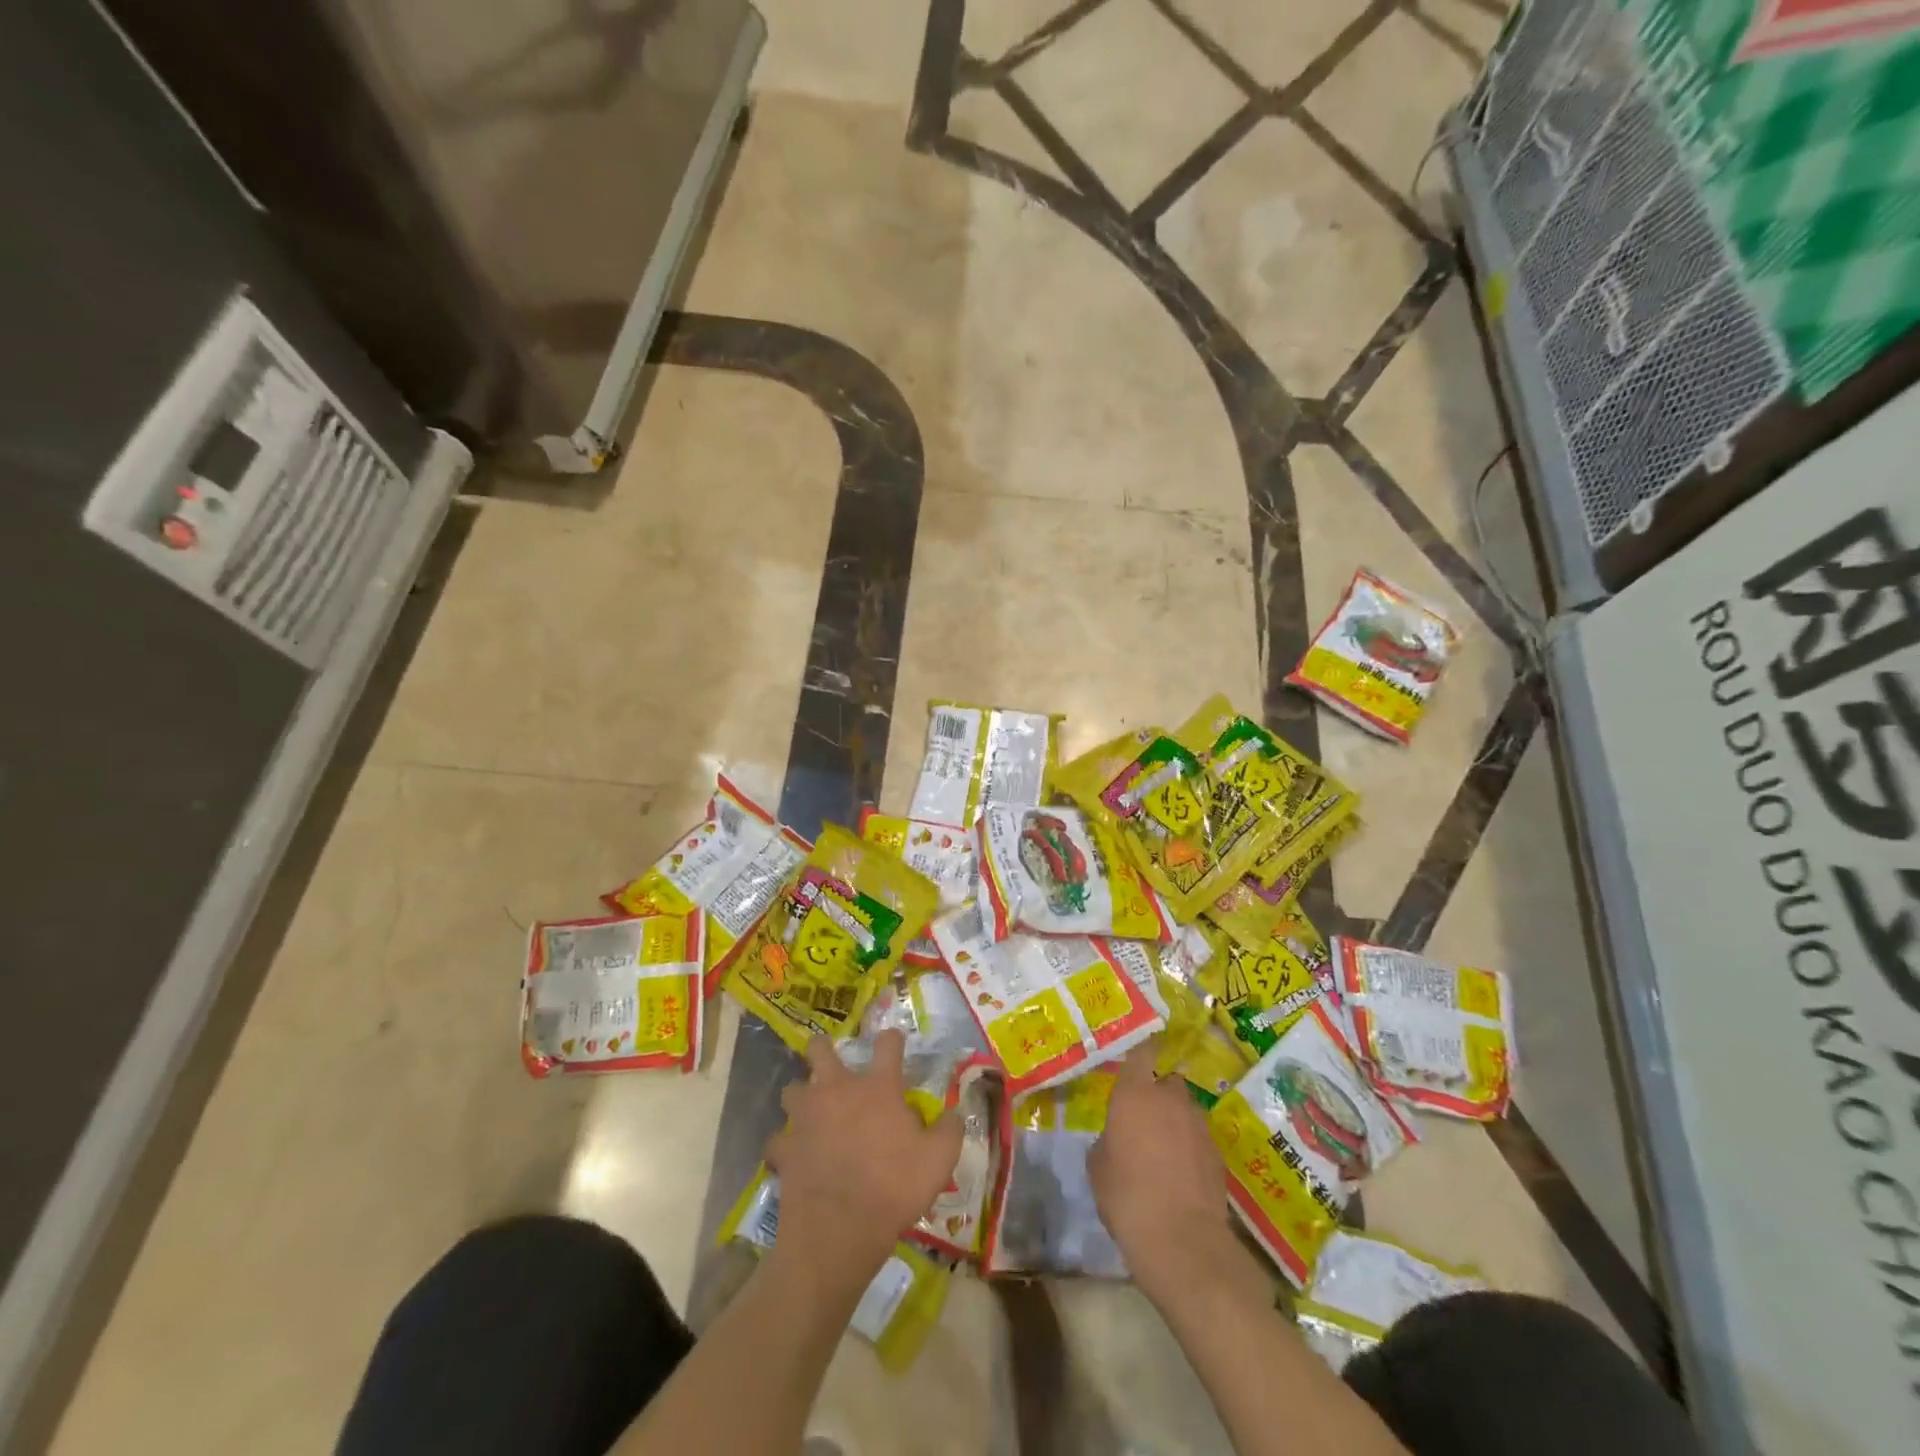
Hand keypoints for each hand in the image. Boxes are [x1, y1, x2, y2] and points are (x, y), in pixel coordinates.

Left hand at [765, 1030, 963, 1290]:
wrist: (840, 1228)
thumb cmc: (894, 1187)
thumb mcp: (939, 1160)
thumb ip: (950, 1130)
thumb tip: (956, 1114)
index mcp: (878, 1087)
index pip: (887, 1044)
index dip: (892, 1039)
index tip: (894, 1042)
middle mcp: (838, 1090)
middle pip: (820, 1050)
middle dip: (822, 1049)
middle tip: (829, 1059)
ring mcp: (806, 1117)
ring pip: (792, 1089)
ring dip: (800, 1096)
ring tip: (810, 1110)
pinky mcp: (785, 1148)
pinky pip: (779, 1139)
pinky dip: (786, 1145)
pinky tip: (794, 1156)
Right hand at [1089, 1041, 1233, 1301]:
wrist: (1182, 1241)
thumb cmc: (1127, 1196)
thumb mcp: (1098, 1167)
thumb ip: (1108, 1141)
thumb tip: (1117, 1140)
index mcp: (1135, 1094)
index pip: (1141, 1053)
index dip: (1140, 1051)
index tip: (1137, 1055)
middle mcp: (1170, 1100)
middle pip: (1168, 1082)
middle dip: (1159, 1094)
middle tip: (1144, 1119)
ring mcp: (1199, 1126)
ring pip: (1186, 1111)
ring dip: (1176, 1122)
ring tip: (1163, 1152)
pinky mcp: (1218, 1155)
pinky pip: (1199, 1140)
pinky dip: (1191, 1149)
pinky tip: (1182, 1177)